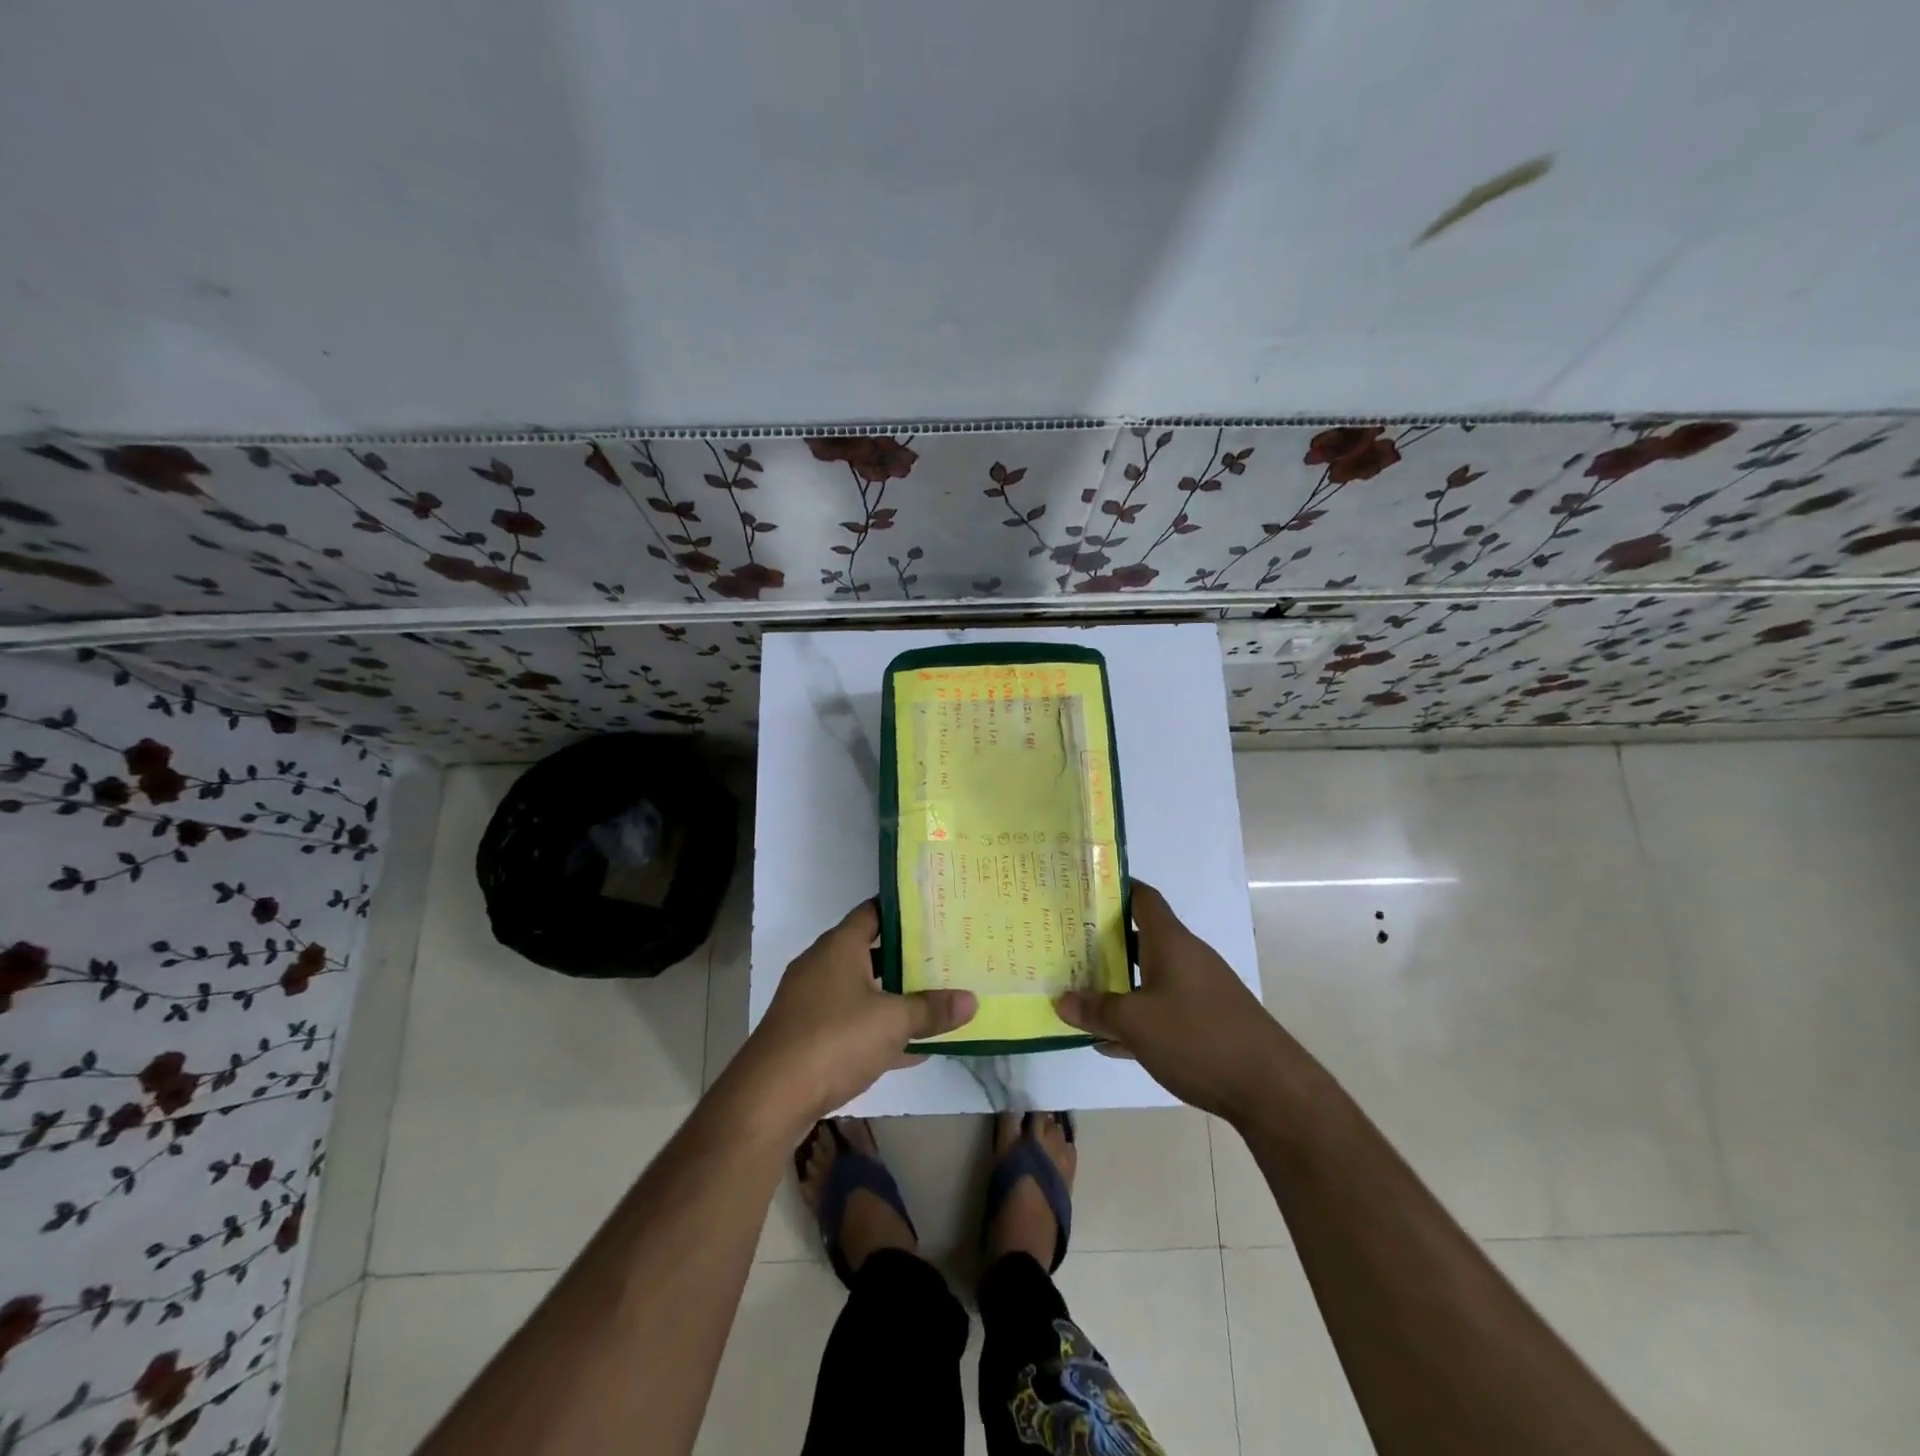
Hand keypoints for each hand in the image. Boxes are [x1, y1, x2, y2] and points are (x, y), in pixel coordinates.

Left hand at [732, 900, 975, 1131]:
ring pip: (861, 990)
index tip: (934, 912)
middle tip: (945, 955)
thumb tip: (972, 999)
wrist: (769, 1098)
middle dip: (905, 956)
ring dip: (892, 996)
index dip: (903, 910)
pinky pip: (851, 1023)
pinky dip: (877, 1030)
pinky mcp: (807, 1036)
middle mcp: (822, 965)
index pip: (873, 911)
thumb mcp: (893, 1022)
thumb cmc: (834, 1039)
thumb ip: (932, 1009)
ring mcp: (811, 1002)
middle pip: (869, 951)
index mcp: (839, 946)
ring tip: (935, 997)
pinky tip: (911, 1049)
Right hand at [1055, 881, 1283, 1120]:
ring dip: (1117, 983)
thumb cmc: (1199, 1038)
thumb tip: (1062, 1000)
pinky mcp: (1207, 1020)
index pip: (1142, 897)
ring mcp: (1199, 989)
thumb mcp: (1136, 1024)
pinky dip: (1137, 1016)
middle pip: (1140, 937)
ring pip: (1148, 975)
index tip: (1082, 890)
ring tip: (1079, 990)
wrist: (1271, 1089)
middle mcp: (1186, 957)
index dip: (1114, 888)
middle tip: (1066, 944)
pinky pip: (1161, 1007)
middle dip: (1103, 941)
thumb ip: (1097, 1010)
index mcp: (1171, 942)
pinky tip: (1110, 1041)